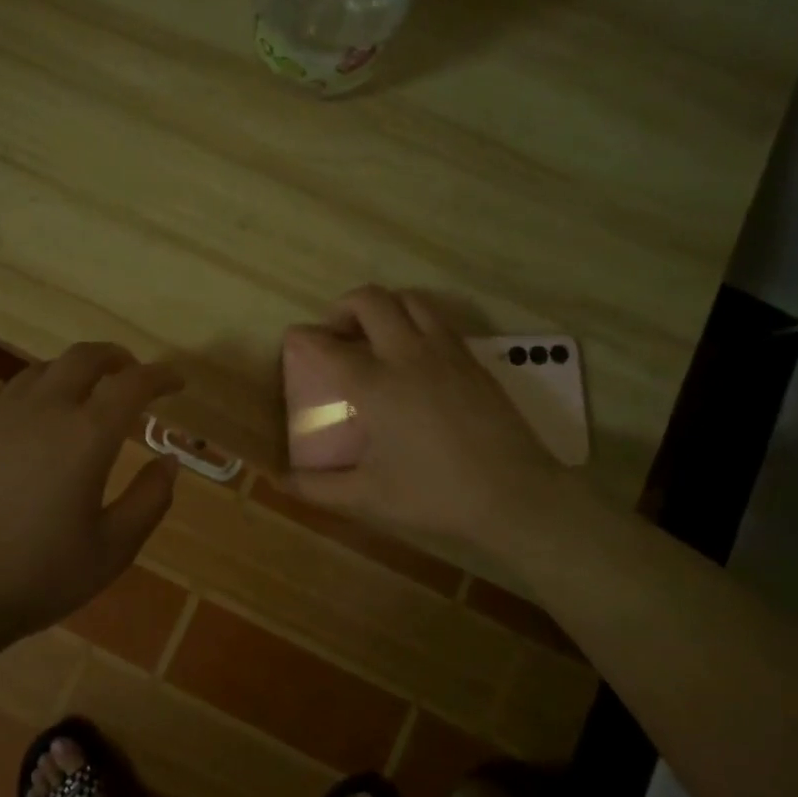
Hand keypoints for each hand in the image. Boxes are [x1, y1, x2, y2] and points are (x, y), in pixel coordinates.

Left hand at [0, 343, 181, 649]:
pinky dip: (24, 392)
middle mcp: (42, 409)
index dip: (160, 376)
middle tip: (129, 373)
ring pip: (39, 370)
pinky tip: (23, 410)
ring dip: (69, 373)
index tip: (176, 382)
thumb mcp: (111, 550)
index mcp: (86, 435)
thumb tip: (168, 461)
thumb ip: (149, 501)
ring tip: (79, 394)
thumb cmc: (36, 576)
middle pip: (83, 358)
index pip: (133, 384)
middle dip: (115, 358)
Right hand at [282, 286, 555, 548]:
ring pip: (409, 299)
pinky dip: (415, 321)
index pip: (327, 345)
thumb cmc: (435, 494)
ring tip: (375, 335)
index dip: (303, 337)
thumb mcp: (369, 497)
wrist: (514, 494)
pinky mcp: (471, 359)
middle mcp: (407, 355)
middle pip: (370, 300)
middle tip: (337, 334)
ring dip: (384, 307)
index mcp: (375, 385)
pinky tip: (414, 355)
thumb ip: (319, 488)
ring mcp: (445, 351)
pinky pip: (437, 319)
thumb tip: (283, 482)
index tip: (293, 339)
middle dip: (343, 307)